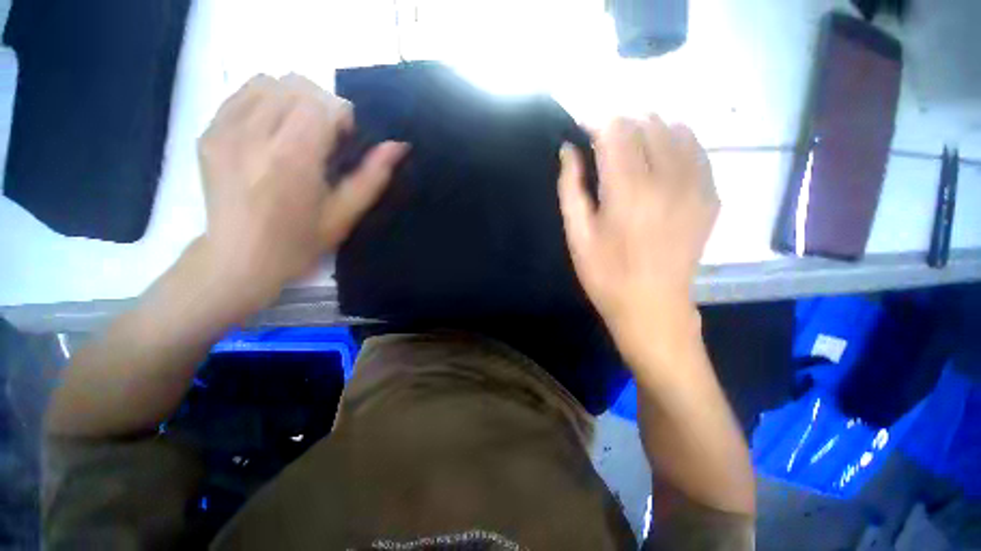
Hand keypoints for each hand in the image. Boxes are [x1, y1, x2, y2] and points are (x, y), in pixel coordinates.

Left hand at [197, 74, 407, 310]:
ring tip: (299, 131)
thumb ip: (373, 177)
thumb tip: (398, 146)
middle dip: (322, 104)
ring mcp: (225, 130)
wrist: (239, 258)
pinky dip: (266, 101)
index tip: (343, 142)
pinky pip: (242, 93)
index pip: (323, 103)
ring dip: (294, 99)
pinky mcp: (209, 132)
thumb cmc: (300, 242)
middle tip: (325, 137)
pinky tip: (273, 131)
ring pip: (269, 82)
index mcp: (293, 158)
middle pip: (297, 85)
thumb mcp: (345, 215)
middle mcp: (255, 134)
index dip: (342, 117)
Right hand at [558, 117, 718, 354]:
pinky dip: (676, 142)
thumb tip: (568, 150)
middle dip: (620, 124)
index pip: (616, 130)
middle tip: (602, 141)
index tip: (582, 129)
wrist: (653, 306)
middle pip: (647, 123)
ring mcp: (696, 185)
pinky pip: (697, 150)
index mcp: (628, 190)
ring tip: (630, 147)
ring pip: (676, 129)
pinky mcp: (710, 196)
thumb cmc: (605, 273)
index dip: (596, 122)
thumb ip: (570, 187)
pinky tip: (660, 158)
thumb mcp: (577, 234)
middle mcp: (667, 178)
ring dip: (648, 129)